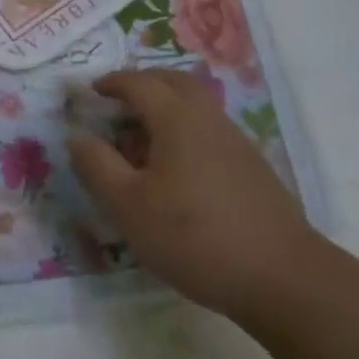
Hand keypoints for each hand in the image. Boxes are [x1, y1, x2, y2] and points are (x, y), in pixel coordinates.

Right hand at [67, 69, 316, 322]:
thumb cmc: (193, 236)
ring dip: (167, 106)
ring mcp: (236, 142)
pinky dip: (185, 129)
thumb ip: (97, 166)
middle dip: (144, 82)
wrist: (281, 276)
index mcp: (177, 119)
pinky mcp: (252, 168)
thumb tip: (77, 136)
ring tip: (142, 136)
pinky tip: (176, 167)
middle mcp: (209, 119)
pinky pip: (209, 130)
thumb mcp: (128, 205)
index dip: (112, 83)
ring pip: (196, 105)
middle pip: (175, 82)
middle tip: (118, 99)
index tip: (91, 90)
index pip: (140, 83)